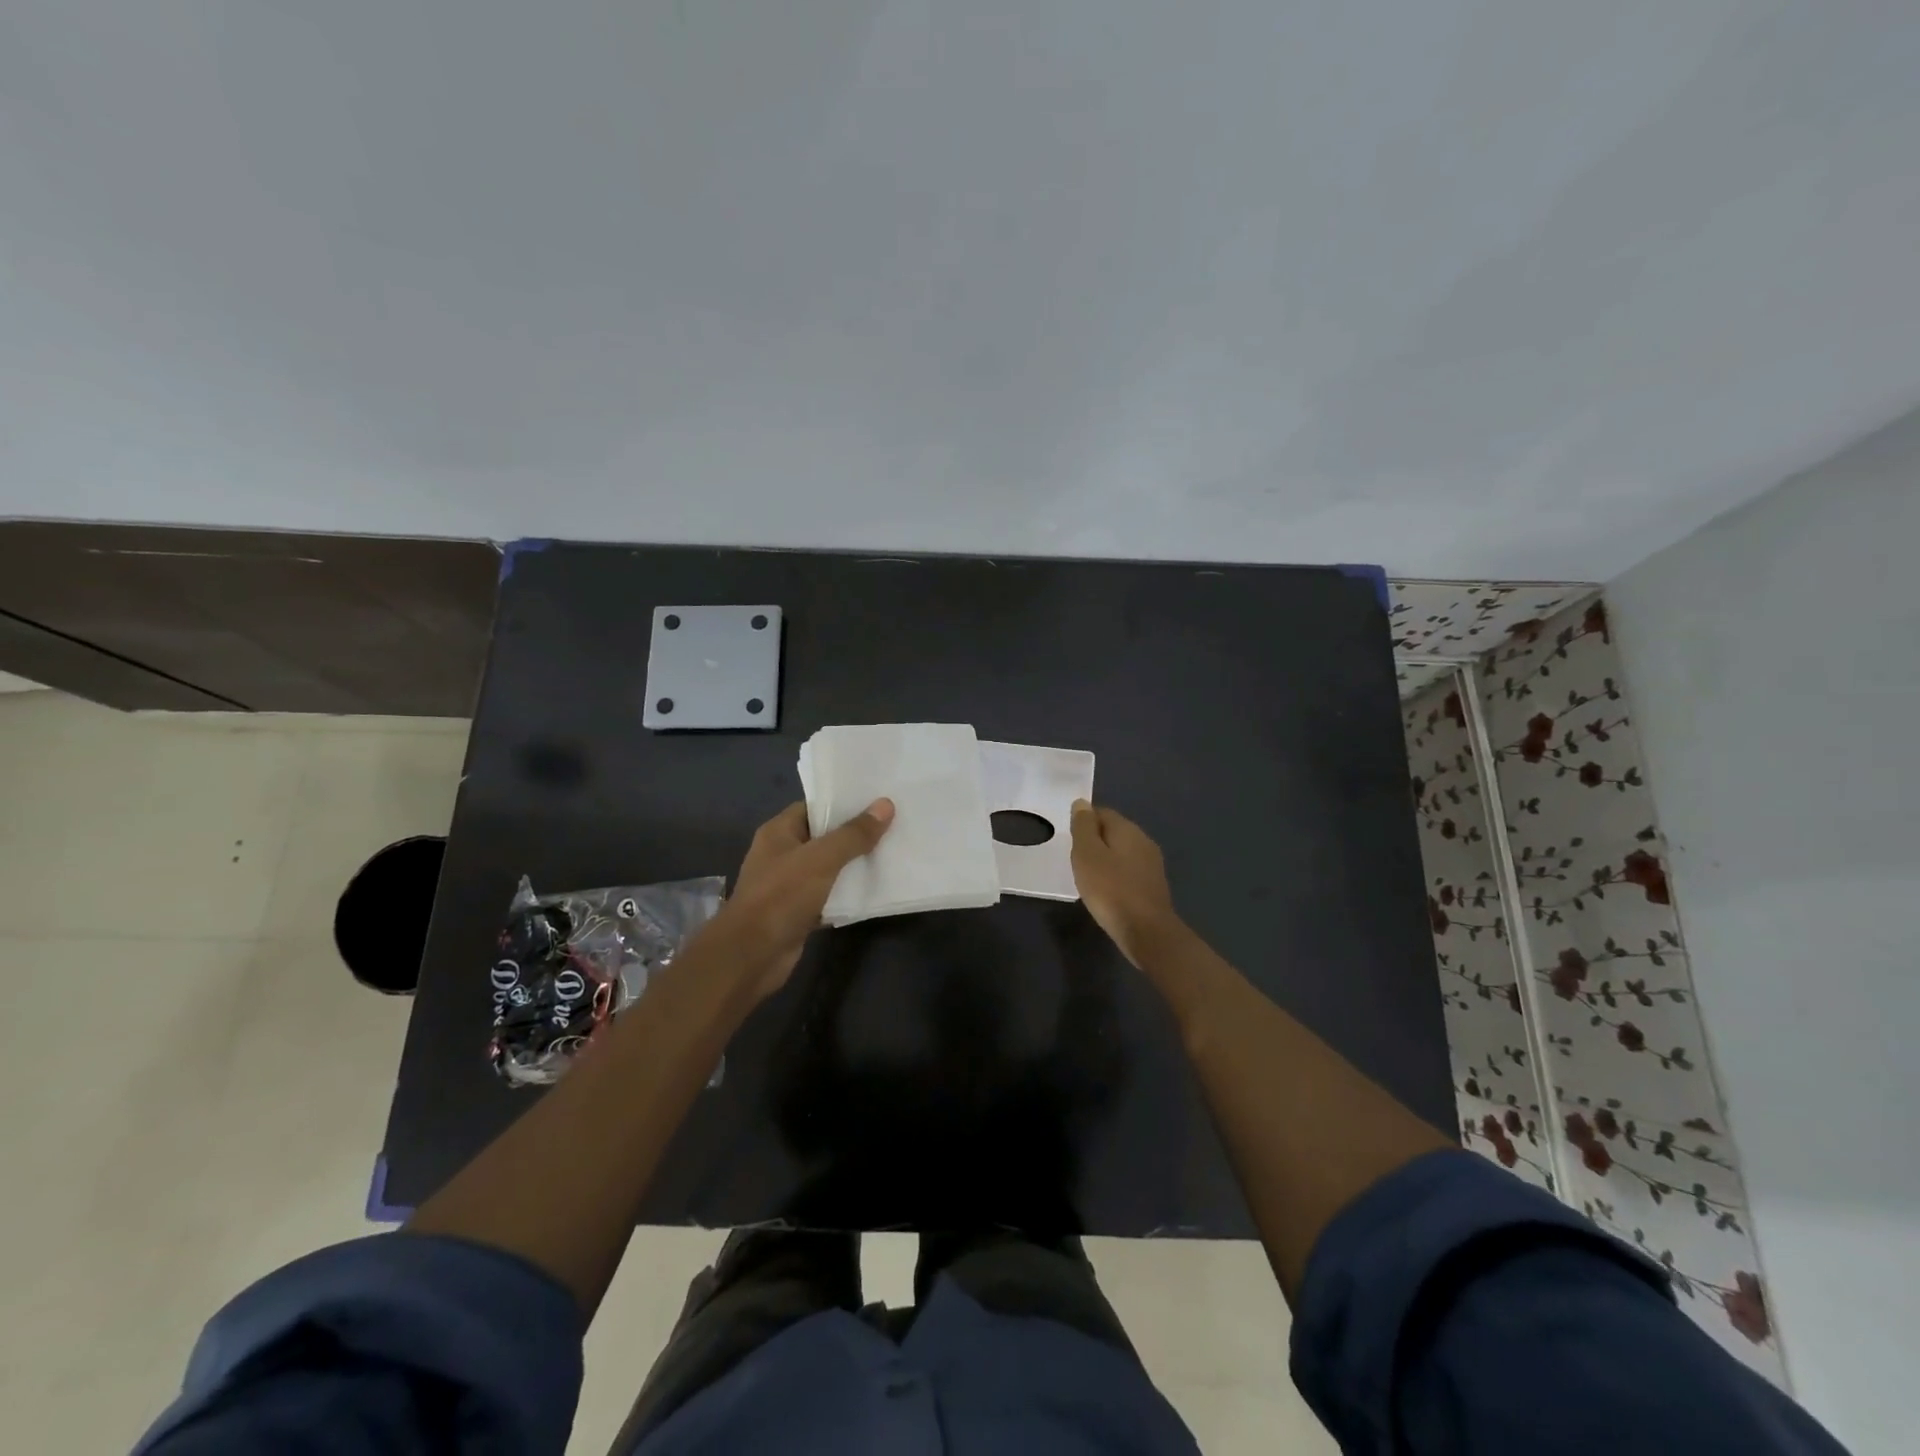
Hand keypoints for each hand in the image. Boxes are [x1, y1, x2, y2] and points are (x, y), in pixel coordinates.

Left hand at [710, 798, 894, 1003]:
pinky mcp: (799, 912)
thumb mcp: (822, 858)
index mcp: (779, 832)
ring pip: (829, 868)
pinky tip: (875, 890)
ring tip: (892, 853)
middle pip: (824, 837)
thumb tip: (885, 805)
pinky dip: (847, 894)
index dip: (844, 803)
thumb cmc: (782, 896)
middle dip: (855, 834)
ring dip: (854, 865)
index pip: (815, 807)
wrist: (752, 956)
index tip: (877, 801)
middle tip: (893, 826)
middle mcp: (782, 854)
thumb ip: (854, 834)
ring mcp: (789, 885)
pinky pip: (829, 896)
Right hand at [1070, 799, 1178, 967]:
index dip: (1083, 822)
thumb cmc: (1110, 889)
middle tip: (1075, 858)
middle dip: (1094, 840)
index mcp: (1128, 829)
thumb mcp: (1087, 854)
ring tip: (1087, 876)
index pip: (1102, 812)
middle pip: (1114, 831)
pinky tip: (1105, 891)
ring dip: (1105, 859)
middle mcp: (1144, 841)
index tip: (1069, 839)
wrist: (1146, 931)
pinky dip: (1115, 876)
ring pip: (1122, 852)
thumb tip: (1082, 803)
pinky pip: (1128, 871)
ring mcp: (1151, 864)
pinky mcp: (1153, 886)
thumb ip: (1083, 827)